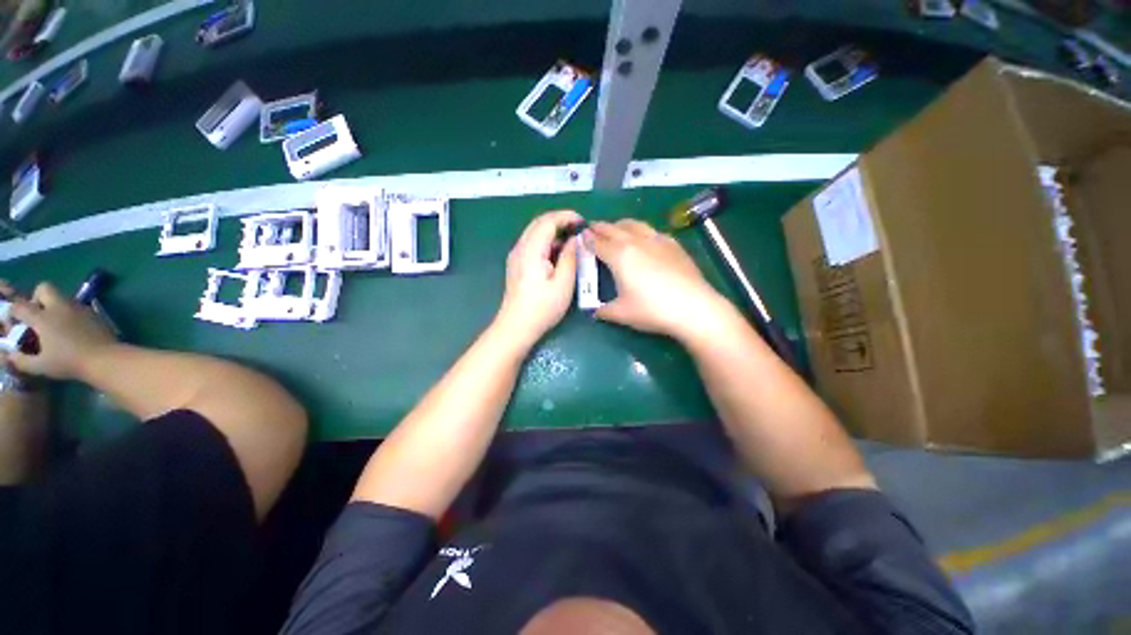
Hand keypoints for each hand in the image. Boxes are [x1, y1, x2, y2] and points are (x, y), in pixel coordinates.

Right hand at [2, 282, 116, 379]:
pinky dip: (70, 313)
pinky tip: (72, 328)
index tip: (15, 322)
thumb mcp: (40, 366)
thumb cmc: (69, 362)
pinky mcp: (93, 312)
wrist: (104, 358)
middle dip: (37, 298)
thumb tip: (10, 356)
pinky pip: (77, 306)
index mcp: (43, 318)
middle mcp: (60, 307)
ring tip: (55, 325)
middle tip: (37, 315)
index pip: (20, 306)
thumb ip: (22, 360)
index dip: (14, 312)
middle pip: (44, 288)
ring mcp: (78, 307)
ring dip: (54, 306)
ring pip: (62, 296)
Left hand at [496, 210, 583, 346]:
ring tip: (572, 242)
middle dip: (560, 221)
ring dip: (554, 232)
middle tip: (579, 229)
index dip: (566, 216)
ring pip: (535, 233)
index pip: (547, 221)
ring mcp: (516, 256)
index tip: (583, 222)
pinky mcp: (516, 264)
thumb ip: (570, 257)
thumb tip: (575, 240)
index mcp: (531, 250)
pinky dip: (547, 242)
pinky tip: (558, 254)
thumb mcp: (563, 284)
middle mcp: (520, 248)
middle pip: (539, 223)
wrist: (516, 327)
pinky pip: (532, 244)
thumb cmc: (542, 308)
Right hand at [588, 220, 727, 341]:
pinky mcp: (673, 244)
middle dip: (600, 228)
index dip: (587, 239)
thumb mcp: (622, 314)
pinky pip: (653, 231)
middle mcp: (636, 242)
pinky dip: (642, 232)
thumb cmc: (652, 310)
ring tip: (616, 228)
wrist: (693, 307)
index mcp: (619, 256)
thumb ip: (604, 311)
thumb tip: (596, 312)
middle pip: (613, 229)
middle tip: (592, 229)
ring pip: (634, 224)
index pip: (598, 243)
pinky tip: (645, 240)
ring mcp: (657, 240)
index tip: (580, 237)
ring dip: (620, 225)